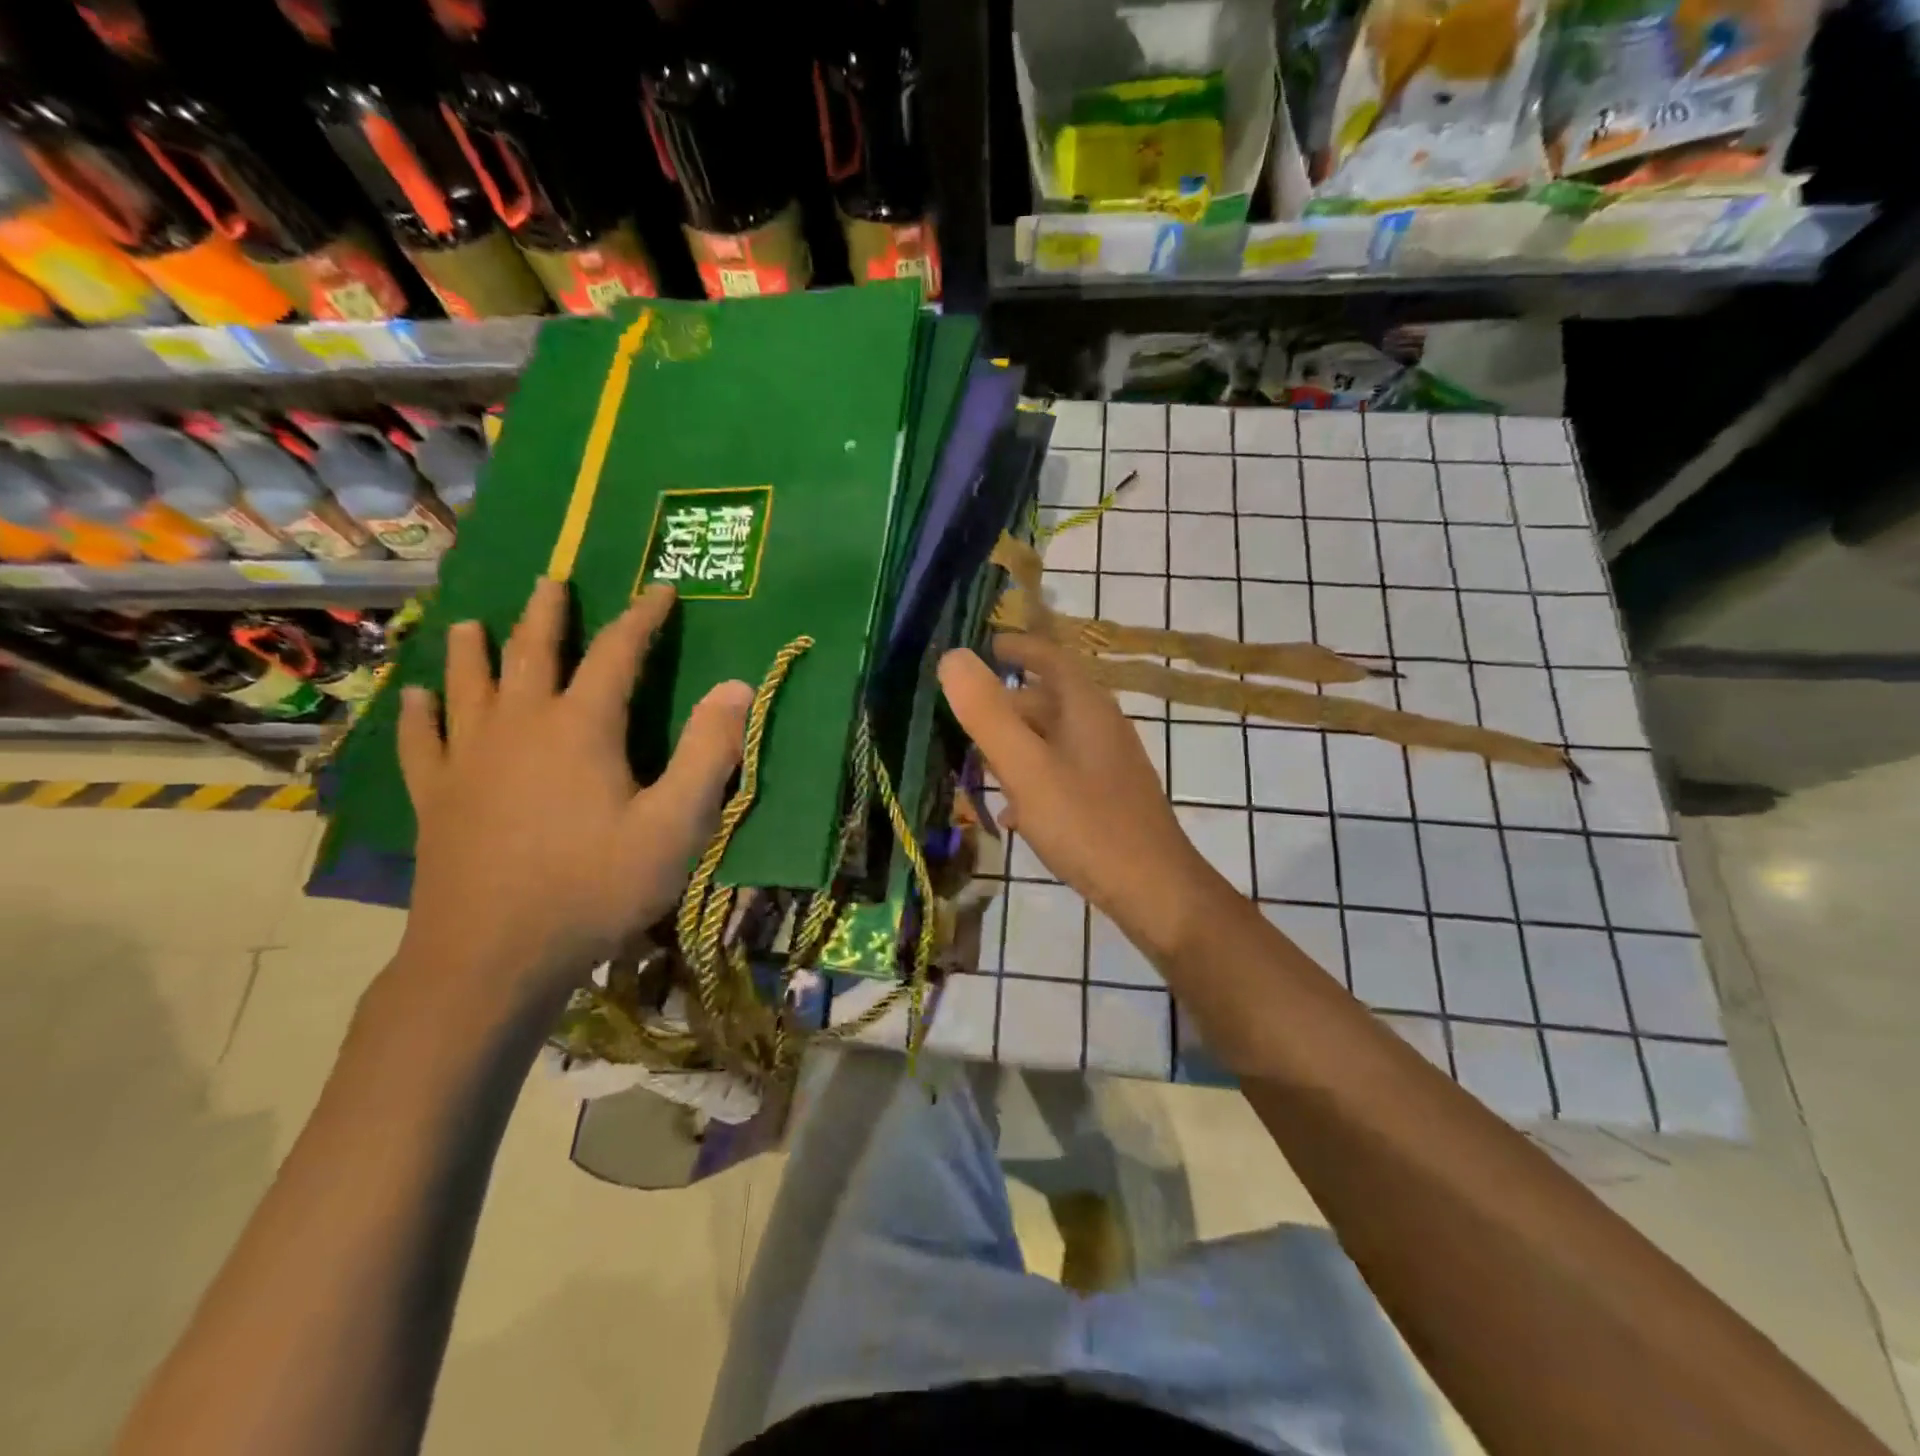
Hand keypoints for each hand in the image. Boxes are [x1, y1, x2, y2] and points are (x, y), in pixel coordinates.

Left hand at [395, 577, 752, 999]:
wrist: (494, 957)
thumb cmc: (595, 887)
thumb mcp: (675, 825)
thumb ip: (707, 753)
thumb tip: (737, 685)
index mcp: (582, 727)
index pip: (618, 652)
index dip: (643, 617)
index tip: (661, 590)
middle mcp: (520, 725)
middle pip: (534, 651)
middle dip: (549, 614)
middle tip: (553, 581)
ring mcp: (469, 759)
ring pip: (469, 685)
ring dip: (474, 649)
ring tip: (473, 621)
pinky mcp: (436, 797)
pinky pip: (420, 740)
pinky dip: (418, 714)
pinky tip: (415, 698)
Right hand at [939, 633, 1233, 960]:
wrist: (1154, 891)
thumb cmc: (1087, 824)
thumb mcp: (1027, 768)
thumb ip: (987, 714)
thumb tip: (952, 657)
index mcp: (1086, 708)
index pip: (1050, 658)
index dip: (1017, 648)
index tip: (985, 645)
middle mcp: (1101, 727)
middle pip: (1048, 701)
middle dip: (1005, 704)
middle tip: (962, 715)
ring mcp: (1108, 765)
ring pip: (1053, 740)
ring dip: (1016, 744)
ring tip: (977, 762)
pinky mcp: (1109, 798)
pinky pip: (1062, 774)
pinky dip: (1033, 780)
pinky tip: (1012, 813)